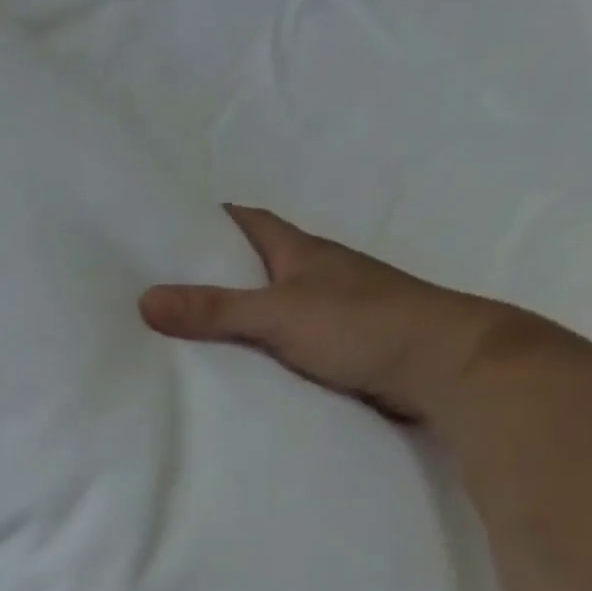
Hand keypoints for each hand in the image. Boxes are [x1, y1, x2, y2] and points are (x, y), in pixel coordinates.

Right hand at [140, 205, 541, 423]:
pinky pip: (279, 343)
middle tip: (155, 289)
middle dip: (208, 273)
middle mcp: (313, 276)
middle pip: (250, 266)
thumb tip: (144, 300)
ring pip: (265, 308)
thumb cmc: (364, 323)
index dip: (207, 221)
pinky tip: (226, 368)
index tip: (164, 230)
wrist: (447, 368)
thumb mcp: (279, 313)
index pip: (246, 222)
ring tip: (176, 334)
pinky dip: (252, 350)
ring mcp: (326, 313)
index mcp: (301, 252)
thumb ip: (214, 310)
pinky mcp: (335, 350)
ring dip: (229, 317)